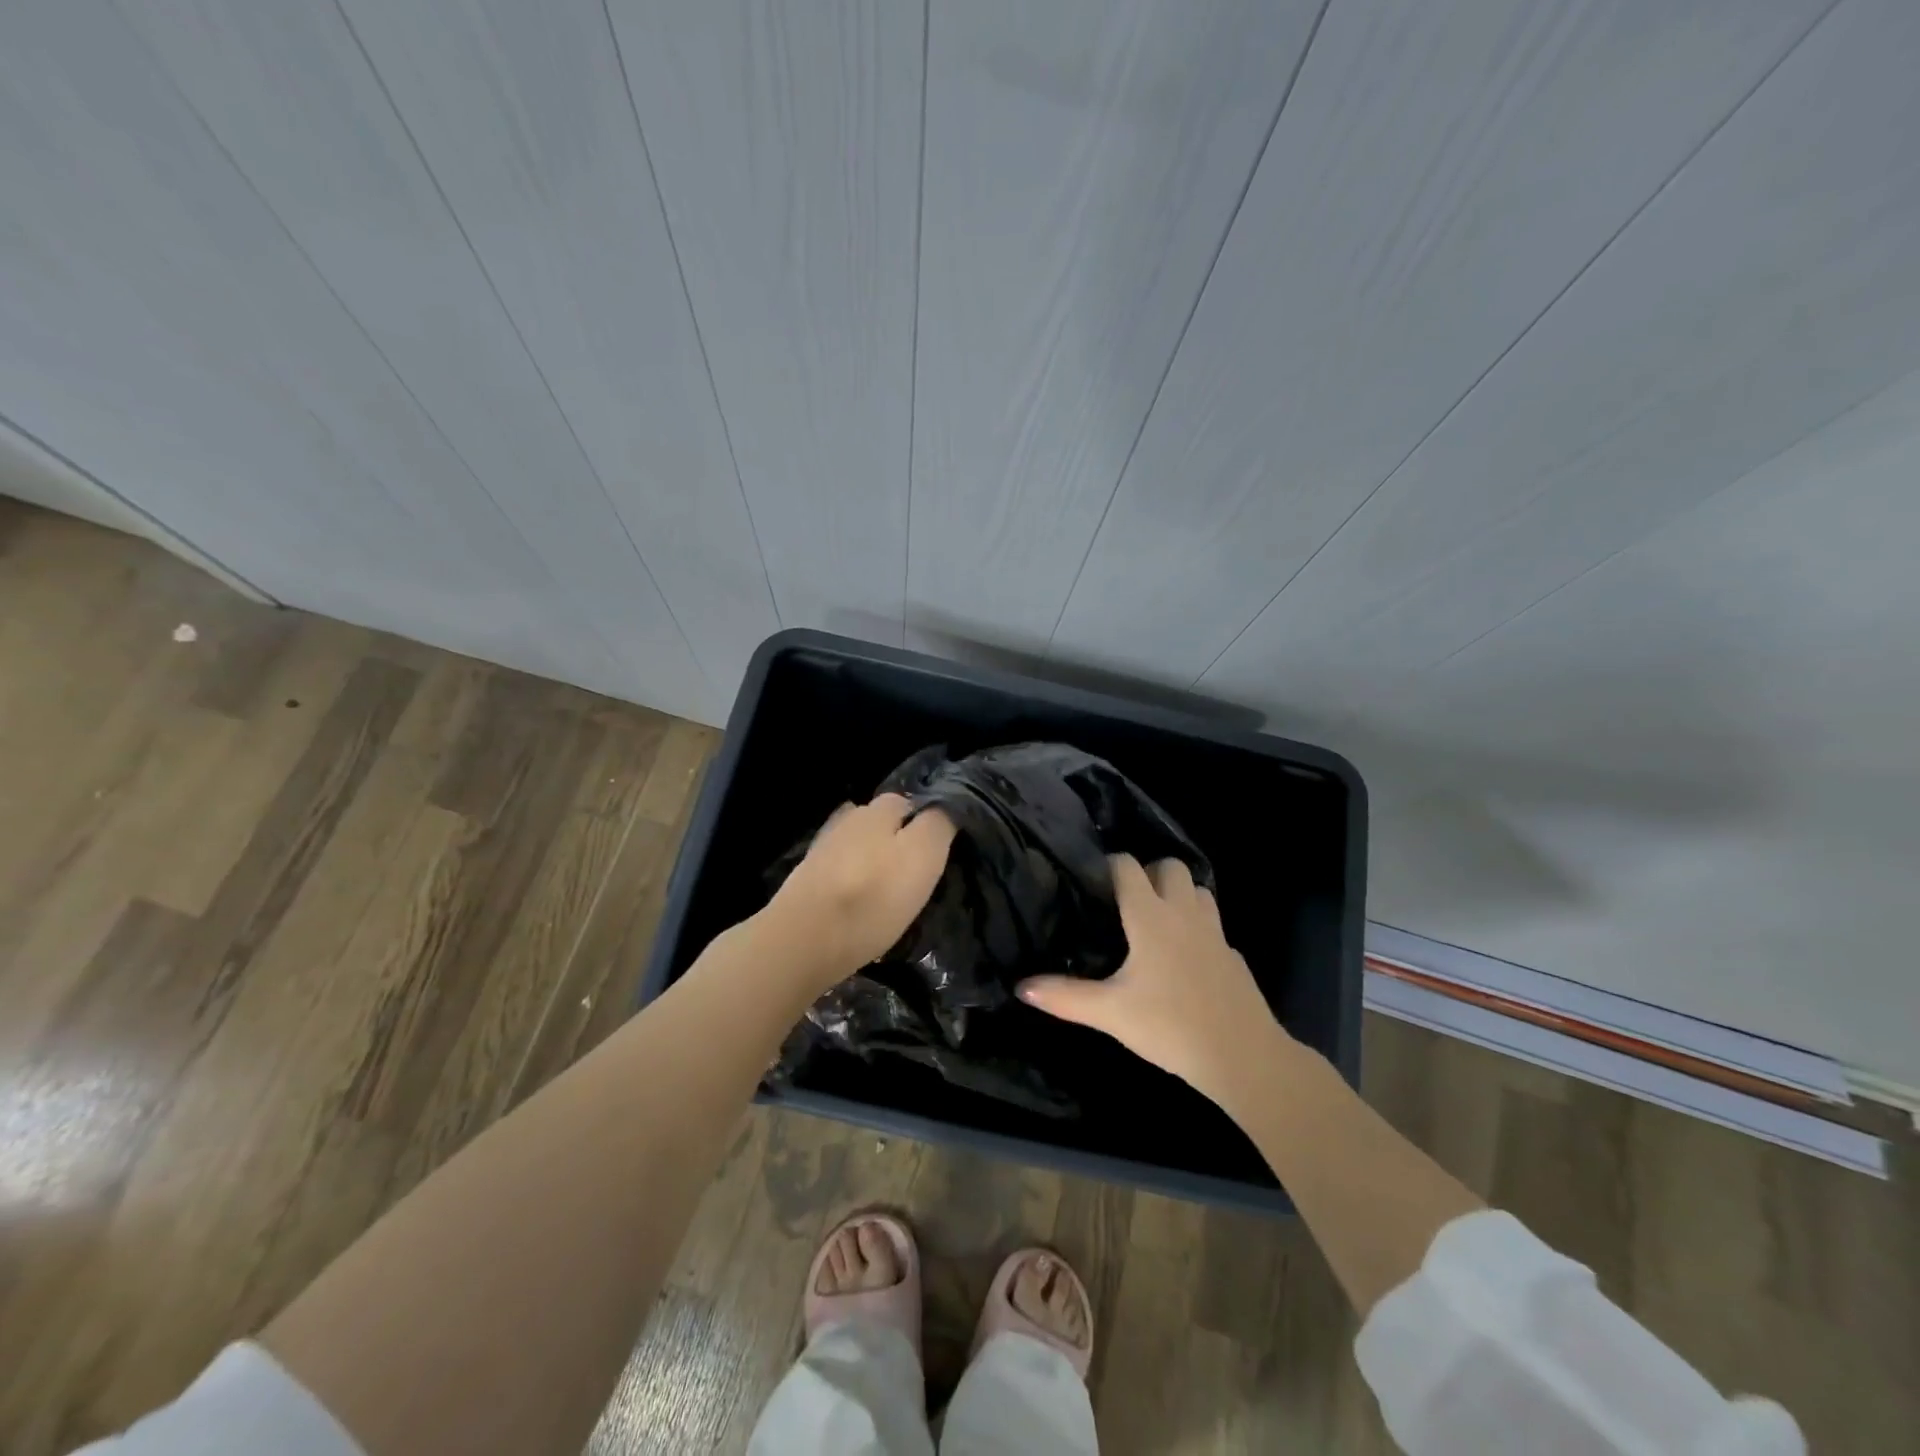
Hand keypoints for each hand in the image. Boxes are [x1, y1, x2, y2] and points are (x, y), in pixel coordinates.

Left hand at [759, 794, 955, 989]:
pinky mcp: (805, 881)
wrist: (803, 940)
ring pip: (858, 847)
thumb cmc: (873, 897)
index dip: (926, 823)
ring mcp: (822, 850)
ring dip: (873, 863)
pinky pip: (840, 874)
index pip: (909, 803)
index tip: (937, 853)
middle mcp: (847, 820)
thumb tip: (943, 807)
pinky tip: (859, 905)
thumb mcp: (923, 855)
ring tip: (888, 894)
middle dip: (897, 841)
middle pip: (880, 824)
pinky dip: (852, 884)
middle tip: (915, 877)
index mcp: (877, 810)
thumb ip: (937, 824)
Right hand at [1018, 854, 1296, 1111]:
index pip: (1128, 867)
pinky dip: (1199, 929)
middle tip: (1127, 899)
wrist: (1243, 1058)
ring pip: (1199, 890)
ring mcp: (1215, 933)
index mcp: (1150, 916)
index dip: (1109, 865)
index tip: (1092, 879)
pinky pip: (1214, 927)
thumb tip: (1021, 986)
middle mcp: (1184, 914)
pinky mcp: (1233, 957)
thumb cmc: (1169, 1026)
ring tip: (1157, 919)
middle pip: (1171, 866)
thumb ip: (1064, 997)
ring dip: (1179, 893)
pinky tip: (1185, 959)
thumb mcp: (1109, 1013)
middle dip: (1149, 871)